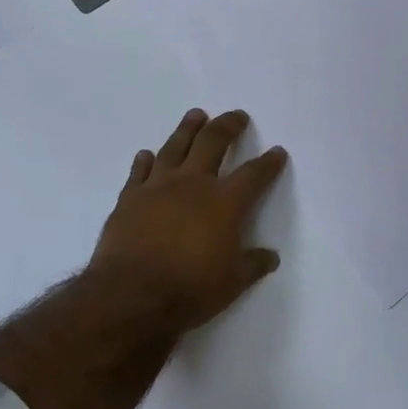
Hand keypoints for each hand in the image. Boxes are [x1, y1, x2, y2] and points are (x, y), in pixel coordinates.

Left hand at [92, 109, 288, 332]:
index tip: (277, 151)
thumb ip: (252, 265)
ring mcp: (158, 186)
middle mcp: (193, 183)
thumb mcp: (232, 283)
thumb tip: (271, 256)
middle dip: (228, 126)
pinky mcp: (130, 197)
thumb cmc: (190, 288)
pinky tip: (147, 154)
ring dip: (188, 129)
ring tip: (196, 115)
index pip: (253, 175)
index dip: (268, 162)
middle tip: (236, 116)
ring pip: (175, 146)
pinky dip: (145, 160)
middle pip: (213, 142)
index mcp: (224, 202)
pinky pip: (139, 171)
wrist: (132, 294)